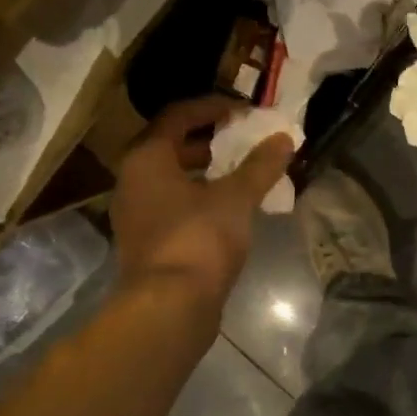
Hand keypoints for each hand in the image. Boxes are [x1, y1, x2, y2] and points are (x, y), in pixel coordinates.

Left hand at [111, 96, 294, 308]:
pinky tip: (230, 210)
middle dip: (211, 141)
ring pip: (173, 179)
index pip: (177, 115)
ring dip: (206, 172)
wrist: (170, 307)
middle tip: (245, 142)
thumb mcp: (236, 198)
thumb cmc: (199, 240)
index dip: (213, 108)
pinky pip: (174, 206)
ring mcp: (136, 214)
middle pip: (172, 146)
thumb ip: (260, 166)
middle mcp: (132, 180)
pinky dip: (199, 199)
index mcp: (146, 158)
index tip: (245, 112)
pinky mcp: (147, 242)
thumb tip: (283, 138)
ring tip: (243, 174)